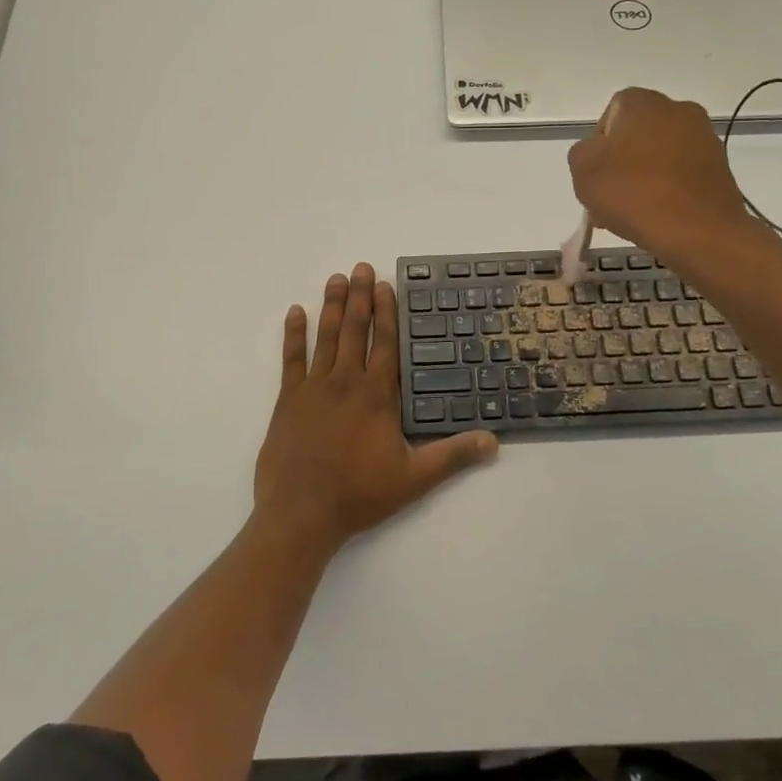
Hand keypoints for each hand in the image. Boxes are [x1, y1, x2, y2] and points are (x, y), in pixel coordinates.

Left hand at [254, 264, 497, 554]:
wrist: (301, 513)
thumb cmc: (359, 494)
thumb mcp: (414, 479)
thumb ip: (453, 456)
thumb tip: (494, 441)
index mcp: (376, 395)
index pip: (386, 344)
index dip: (387, 313)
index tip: (385, 286)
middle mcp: (346, 382)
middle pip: (355, 330)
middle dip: (359, 297)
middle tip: (361, 267)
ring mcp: (314, 388)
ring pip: (326, 337)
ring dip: (332, 306)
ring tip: (336, 279)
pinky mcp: (288, 400)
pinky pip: (291, 359)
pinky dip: (293, 335)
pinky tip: (295, 312)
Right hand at [568, 87, 758, 256]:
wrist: (698, 231)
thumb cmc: (633, 193)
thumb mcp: (582, 170)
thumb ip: (583, 152)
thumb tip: (599, 153)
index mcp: (642, 102)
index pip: (610, 115)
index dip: (598, 147)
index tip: (595, 175)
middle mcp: (677, 109)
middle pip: (637, 136)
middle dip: (621, 164)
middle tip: (610, 199)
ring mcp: (704, 137)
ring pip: (660, 156)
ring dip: (644, 178)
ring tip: (633, 214)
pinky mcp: (720, 166)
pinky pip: (682, 173)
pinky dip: (668, 189)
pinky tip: (658, 216)